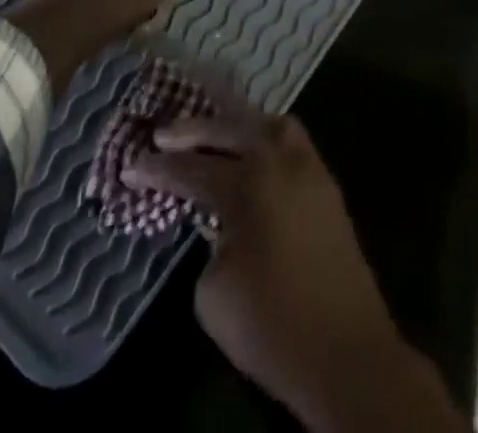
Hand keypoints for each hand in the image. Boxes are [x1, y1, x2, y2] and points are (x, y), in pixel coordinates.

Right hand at [125, 102, 468, 432]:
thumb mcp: (214, 293)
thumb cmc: (272, 326)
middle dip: (193, 130)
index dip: (158, 168)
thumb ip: (210, 241)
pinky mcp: (328, 186)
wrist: (346, 353)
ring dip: (237, 123)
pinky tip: (252, 150)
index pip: (192, 168)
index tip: (131, 164)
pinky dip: (266, 136)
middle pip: (231, 127)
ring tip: (212, 130)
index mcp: (249, 183)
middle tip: (163, 134)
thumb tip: (219, 225)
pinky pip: (292, 141)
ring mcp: (310, 168)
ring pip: (268, 123)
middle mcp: (280, 161)